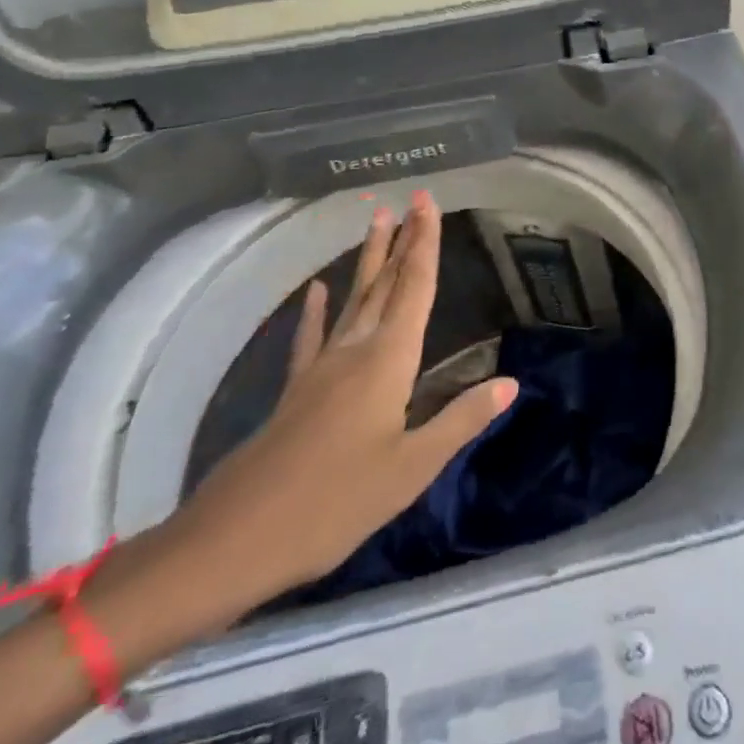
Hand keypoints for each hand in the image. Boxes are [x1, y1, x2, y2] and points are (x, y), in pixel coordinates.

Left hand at [159, 192, 516, 616]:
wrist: (233, 542)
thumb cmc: (334, 504)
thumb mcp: (411, 468)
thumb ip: (461, 420)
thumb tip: (510, 382)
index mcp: (387, 362)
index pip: (414, 289)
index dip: (424, 244)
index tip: (428, 203)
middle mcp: (355, 352)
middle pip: (385, 285)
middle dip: (402, 241)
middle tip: (411, 200)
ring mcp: (320, 369)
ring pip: (353, 301)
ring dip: (368, 261)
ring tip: (375, 221)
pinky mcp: (296, 392)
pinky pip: (312, 338)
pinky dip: (317, 311)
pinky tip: (319, 290)